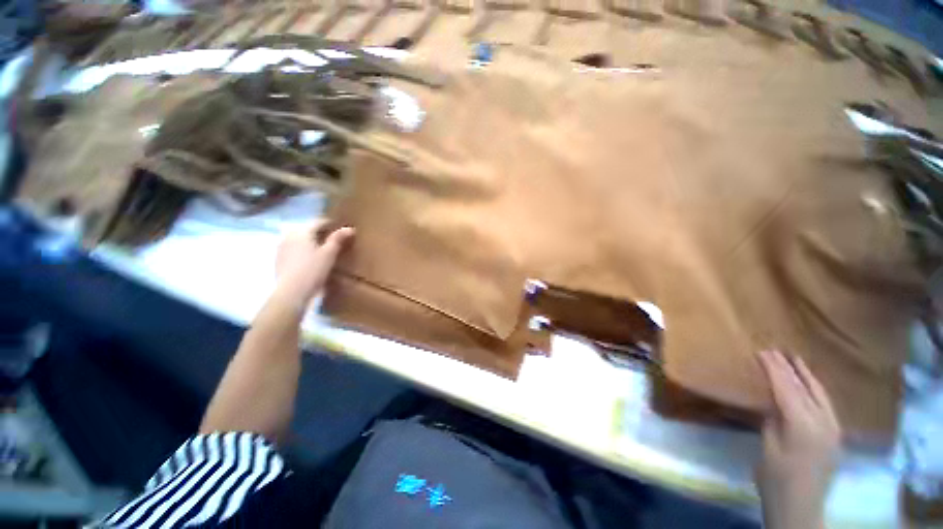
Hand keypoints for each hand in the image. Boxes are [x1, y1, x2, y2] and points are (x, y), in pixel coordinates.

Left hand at [275, 220, 354, 307]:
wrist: (291, 292)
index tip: (341, 227)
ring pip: (299, 239)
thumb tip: (349, 228)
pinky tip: (309, 258)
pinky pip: (293, 248)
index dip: (330, 223)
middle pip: (307, 229)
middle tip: (333, 237)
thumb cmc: (313, 270)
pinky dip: (303, 249)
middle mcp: (289, 235)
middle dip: (319, 231)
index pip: (318, 221)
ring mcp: (281, 247)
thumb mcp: (329, 254)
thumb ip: (338, 239)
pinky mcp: (279, 259)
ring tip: (322, 248)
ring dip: (310, 240)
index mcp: (301, 231)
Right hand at [756, 350, 841, 528]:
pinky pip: (826, 404)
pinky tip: (810, 384)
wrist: (800, 507)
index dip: (774, 369)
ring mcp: (833, 429)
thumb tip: (773, 401)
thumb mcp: (768, 446)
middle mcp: (824, 423)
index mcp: (803, 425)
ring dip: (806, 375)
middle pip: (805, 388)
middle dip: (790, 368)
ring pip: (820, 394)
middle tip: (775, 350)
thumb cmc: (776, 478)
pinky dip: (815, 389)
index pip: (787, 389)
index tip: (762, 352)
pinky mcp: (835, 435)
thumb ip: (773, 420)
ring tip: (795, 359)